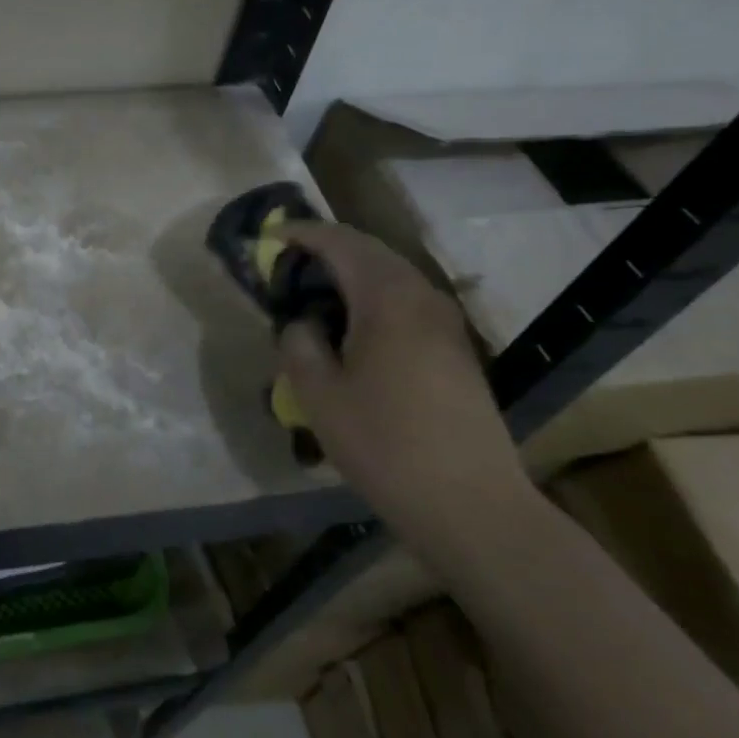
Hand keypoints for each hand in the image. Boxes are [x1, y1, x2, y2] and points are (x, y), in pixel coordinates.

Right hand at [272, 221, 537, 570]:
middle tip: (286, 266)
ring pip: (391, 276)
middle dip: (326, 249)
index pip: (339, 242)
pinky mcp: (457, 349)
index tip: (268, 238)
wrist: (470, 503)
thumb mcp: (318, 394)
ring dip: (351, 275)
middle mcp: (423, 296)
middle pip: (370, 251)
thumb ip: (299, 344)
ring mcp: (447, 323)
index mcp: (387, 298)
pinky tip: (353, 330)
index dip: (301, 234)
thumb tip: (302, 323)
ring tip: (314, 296)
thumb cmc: (384, 444)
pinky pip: (407, 302)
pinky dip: (373, 298)